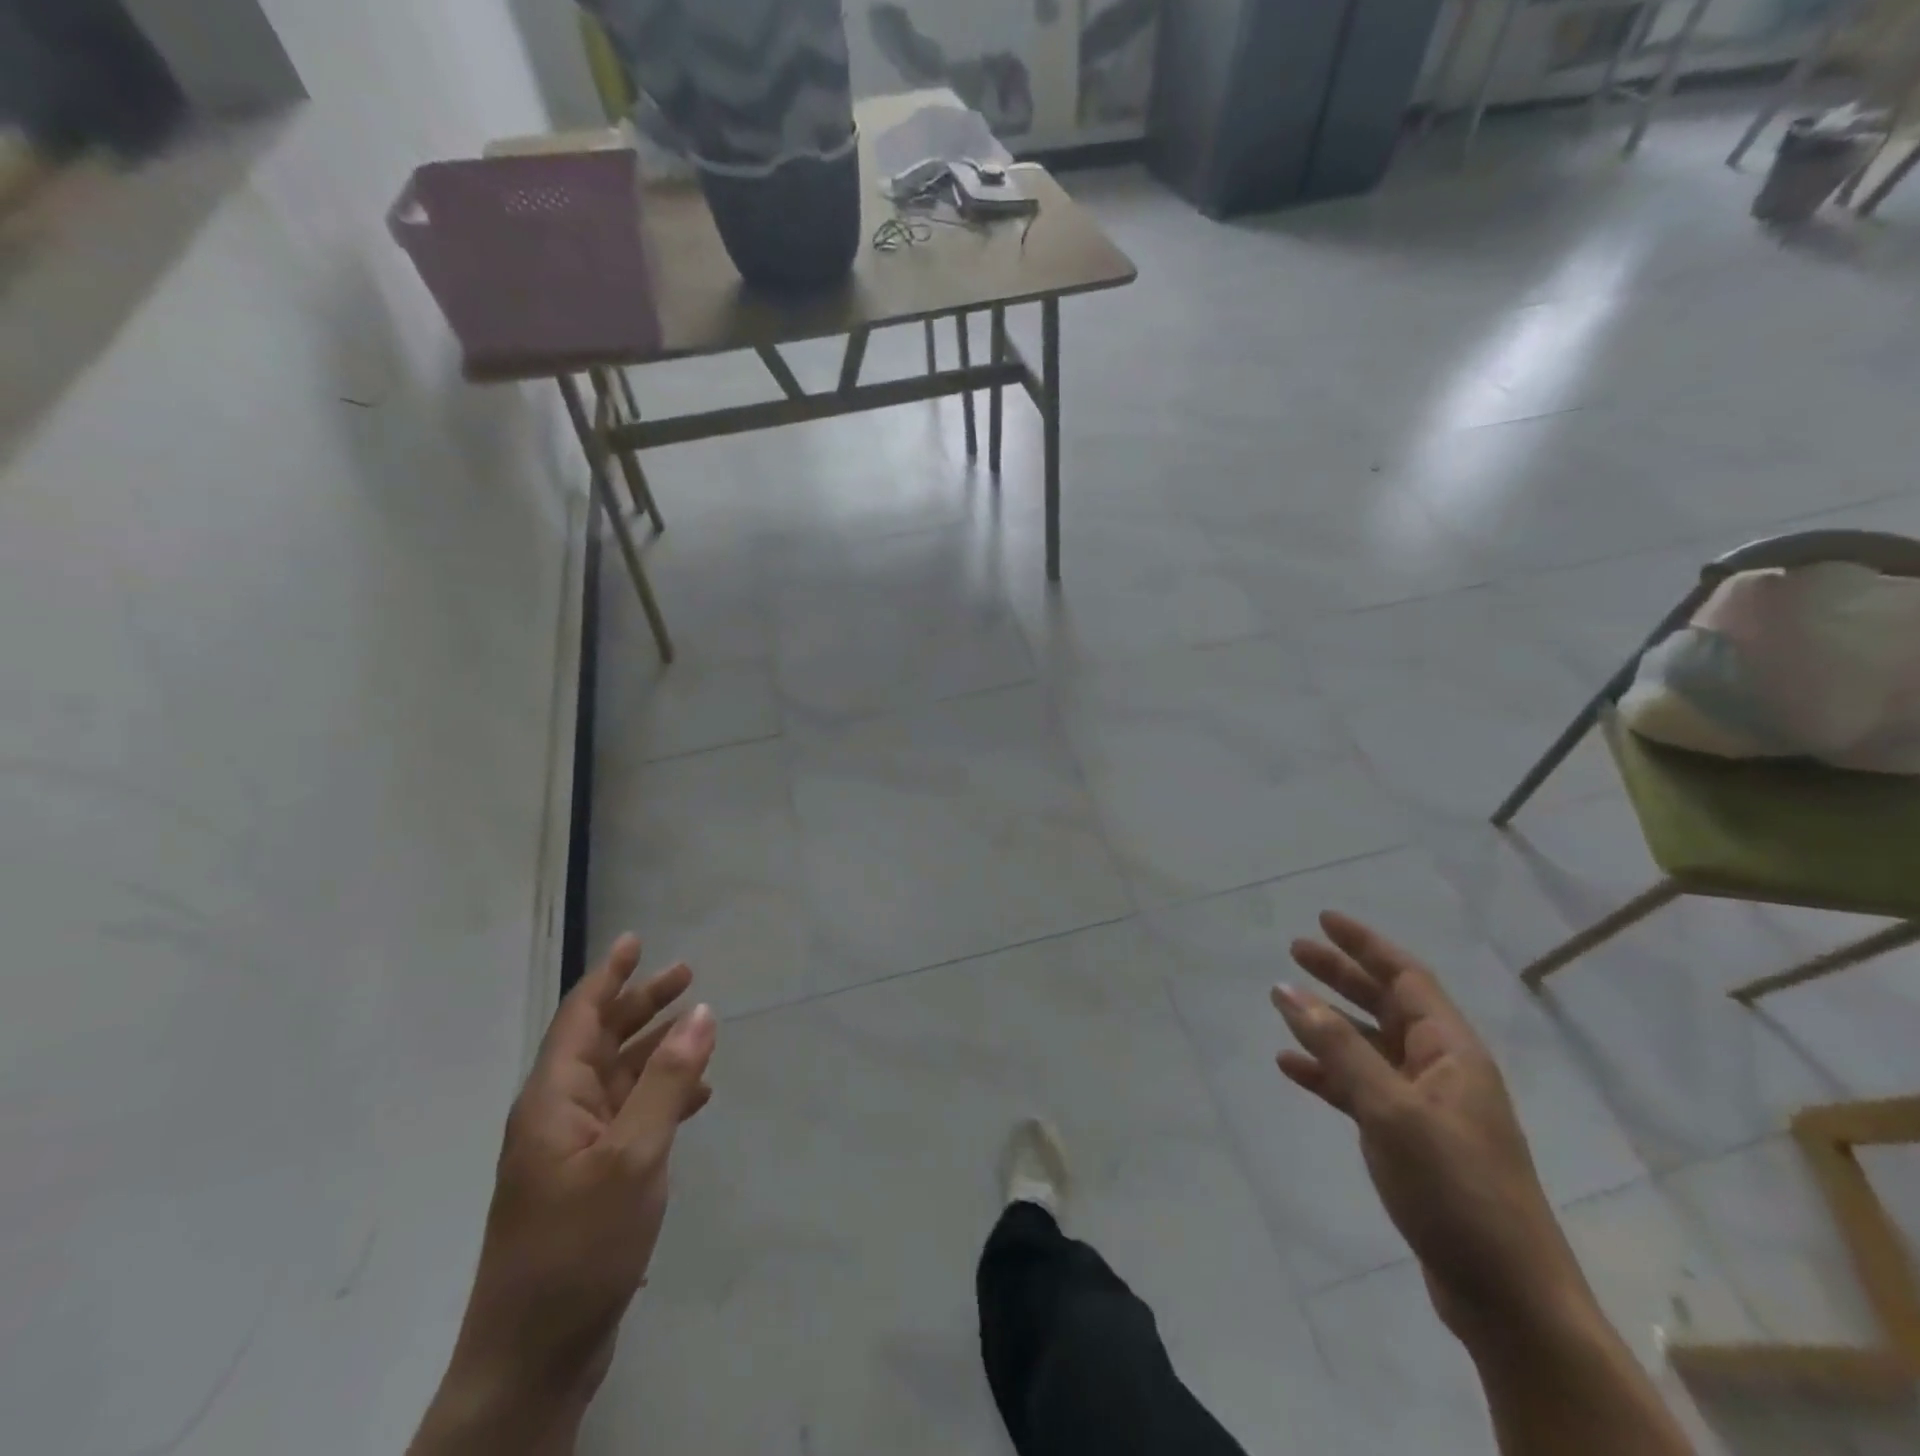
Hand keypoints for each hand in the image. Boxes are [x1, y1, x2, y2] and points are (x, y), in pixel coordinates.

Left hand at [411, 936, 716, 1454]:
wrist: (533, 1358)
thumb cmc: (578, 1247)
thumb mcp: (633, 1157)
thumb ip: (669, 1081)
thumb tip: (702, 1013)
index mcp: (552, 1100)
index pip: (580, 1017)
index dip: (608, 976)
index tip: (634, 940)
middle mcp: (557, 1115)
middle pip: (601, 1041)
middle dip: (641, 1005)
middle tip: (687, 975)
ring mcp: (571, 1150)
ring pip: (618, 1078)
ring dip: (656, 1049)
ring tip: (700, 1026)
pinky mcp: (588, 1181)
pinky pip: (629, 1116)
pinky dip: (661, 1096)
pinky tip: (696, 1098)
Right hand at [1271, 912, 1584, 1345]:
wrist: (1507, 1296)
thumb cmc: (1457, 1189)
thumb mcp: (1391, 1110)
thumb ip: (1338, 1048)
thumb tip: (1288, 990)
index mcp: (1452, 1051)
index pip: (1406, 978)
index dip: (1366, 945)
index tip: (1323, 919)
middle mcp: (1441, 1069)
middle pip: (1385, 1005)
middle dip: (1342, 975)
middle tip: (1295, 951)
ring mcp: (1425, 1106)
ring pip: (1369, 1046)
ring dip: (1328, 1023)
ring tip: (1283, 1002)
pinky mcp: (1410, 1141)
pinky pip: (1360, 1089)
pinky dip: (1327, 1073)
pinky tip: (1291, 1067)